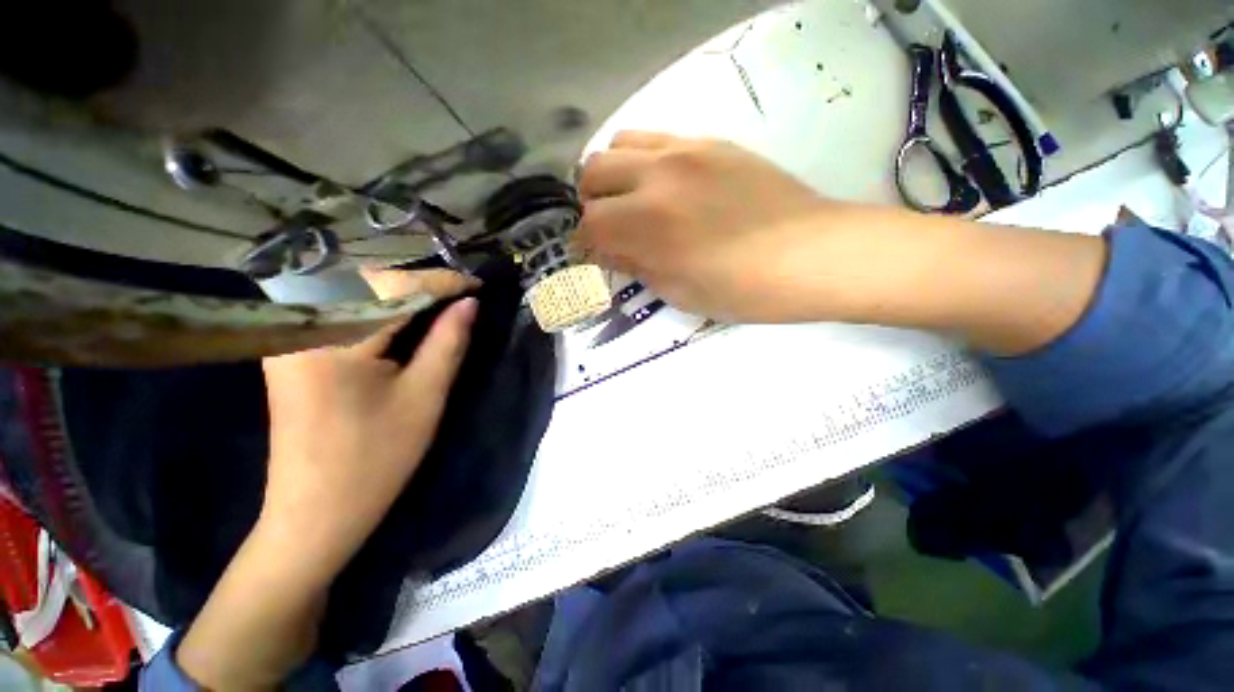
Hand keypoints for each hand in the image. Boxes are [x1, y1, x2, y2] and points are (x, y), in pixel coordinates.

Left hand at [178, 269, 477, 689]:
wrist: (314, 513)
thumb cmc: (376, 460)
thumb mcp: (424, 396)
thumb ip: (448, 341)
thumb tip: (470, 303)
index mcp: (332, 340)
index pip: (395, 289)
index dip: (442, 283)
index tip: (478, 284)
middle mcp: (299, 327)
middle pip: (367, 282)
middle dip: (419, 282)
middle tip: (460, 294)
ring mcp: (289, 337)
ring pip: (352, 291)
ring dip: (399, 292)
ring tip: (440, 301)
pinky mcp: (291, 350)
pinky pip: (338, 311)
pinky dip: (377, 307)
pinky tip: (403, 317)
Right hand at [576, 131, 829, 321]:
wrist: (811, 254)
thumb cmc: (742, 289)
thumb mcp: (678, 292)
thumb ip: (636, 265)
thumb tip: (610, 250)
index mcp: (647, 222)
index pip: (589, 225)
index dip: (584, 244)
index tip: (593, 255)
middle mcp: (657, 175)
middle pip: (593, 172)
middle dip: (590, 203)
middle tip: (606, 226)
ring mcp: (686, 150)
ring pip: (620, 143)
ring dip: (612, 174)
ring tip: (629, 199)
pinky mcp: (712, 142)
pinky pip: (658, 138)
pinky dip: (643, 161)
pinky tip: (663, 185)